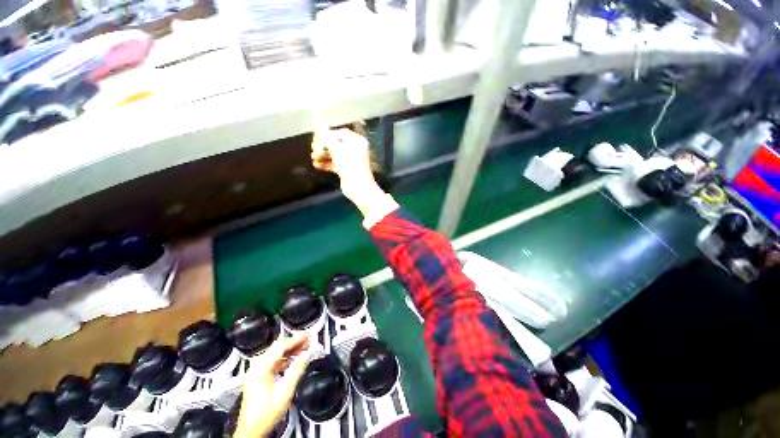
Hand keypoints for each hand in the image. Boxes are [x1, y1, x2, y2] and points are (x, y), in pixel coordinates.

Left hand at [234, 333, 310, 437]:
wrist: (251, 431)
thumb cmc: (264, 415)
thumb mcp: (285, 391)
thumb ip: (297, 369)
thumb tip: (308, 354)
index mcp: (262, 368)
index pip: (282, 346)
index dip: (297, 338)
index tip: (308, 335)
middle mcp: (257, 367)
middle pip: (278, 347)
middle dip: (295, 342)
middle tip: (308, 339)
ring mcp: (256, 372)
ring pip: (276, 353)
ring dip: (291, 349)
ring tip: (304, 347)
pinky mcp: (258, 377)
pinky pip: (273, 361)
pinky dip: (285, 357)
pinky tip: (293, 359)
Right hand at [311, 128, 382, 204]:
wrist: (358, 186)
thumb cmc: (349, 164)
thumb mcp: (337, 148)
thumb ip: (327, 137)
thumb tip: (320, 127)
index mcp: (357, 141)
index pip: (341, 133)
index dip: (328, 134)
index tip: (317, 137)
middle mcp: (355, 149)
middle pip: (337, 144)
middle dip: (324, 146)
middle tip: (313, 148)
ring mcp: (351, 161)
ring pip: (335, 155)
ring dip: (323, 155)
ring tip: (313, 158)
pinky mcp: (347, 170)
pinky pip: (335, 164)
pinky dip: (326, 164)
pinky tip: (316, 165)